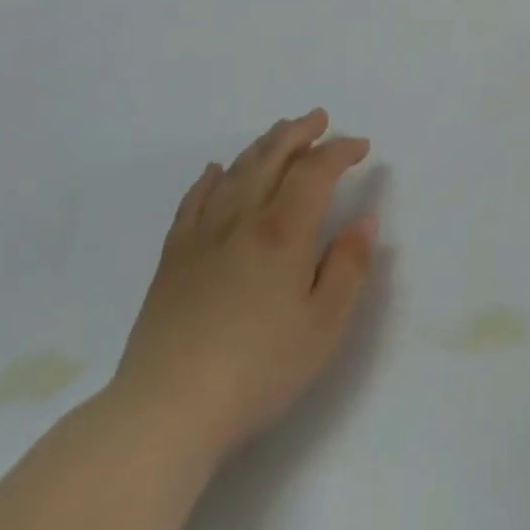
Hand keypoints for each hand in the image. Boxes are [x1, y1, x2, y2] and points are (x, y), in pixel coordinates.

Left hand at [108, 110, 377, 462]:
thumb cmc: (258, 370)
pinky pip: (192, 203)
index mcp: (284, 232)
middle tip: (319, 119)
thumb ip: (349, 267)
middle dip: (299, 133)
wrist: (165, 410)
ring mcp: (202, 236)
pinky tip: (214, 172)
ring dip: (262, 146)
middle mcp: (243, 220)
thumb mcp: (324, 326)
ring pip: (235, 173)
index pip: (316, 171)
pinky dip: (208, 180)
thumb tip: (364, 221)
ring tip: (279, 132)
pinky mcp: (173, 259)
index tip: (361, 147)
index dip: (340, 151)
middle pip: (272, 158)